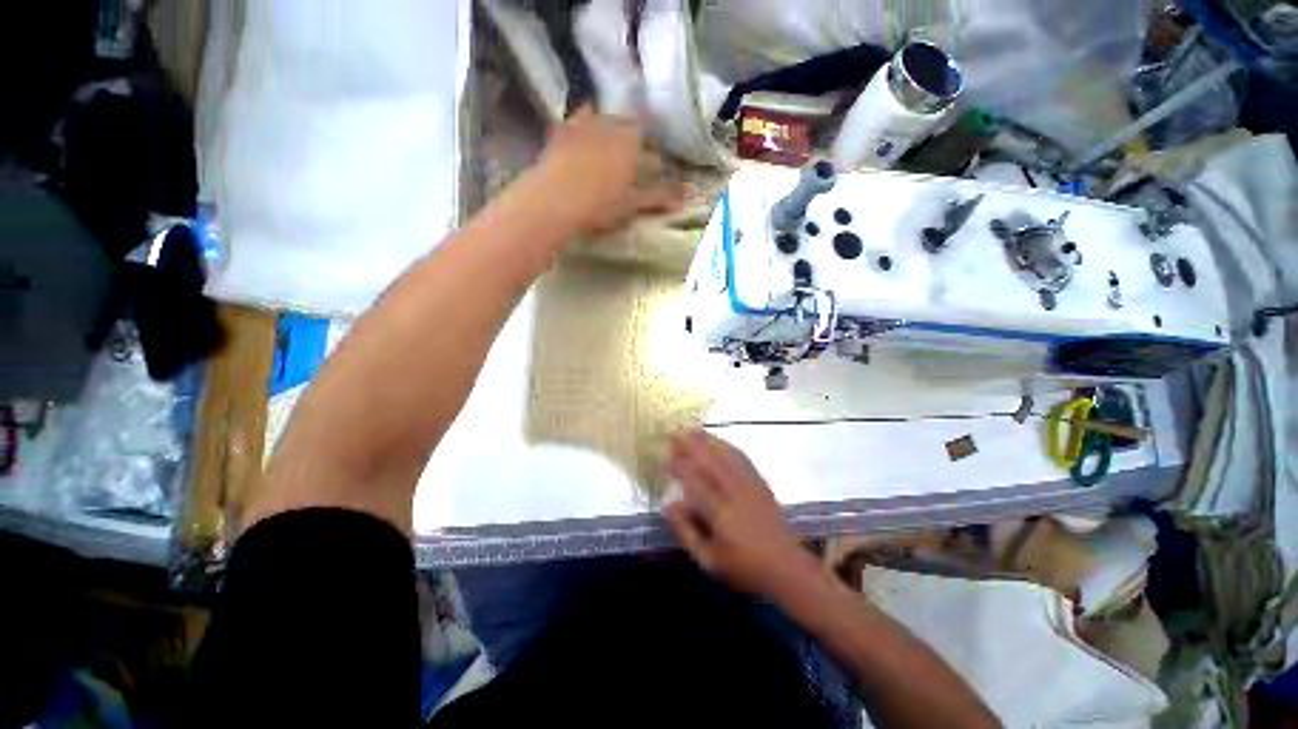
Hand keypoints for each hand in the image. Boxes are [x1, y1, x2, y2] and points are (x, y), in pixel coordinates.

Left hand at [535, 104, 686, 235]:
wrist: (554, 200)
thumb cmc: (599, 203)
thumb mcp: (632, 203)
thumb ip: (660, 196)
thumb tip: (689, 194)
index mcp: (628, 139)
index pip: (646, 123)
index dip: (652, 127)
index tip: (655, 134)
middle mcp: (606, 124)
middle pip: (622, 118)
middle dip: (629, 125)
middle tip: (631, 140)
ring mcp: (579, 125)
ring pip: (596, 114)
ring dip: (604, 120)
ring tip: (605, 132)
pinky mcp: (558, 133)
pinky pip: (572, 122)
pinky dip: (578, 125)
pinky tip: (575, 132)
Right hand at [664, 430, 817, 598]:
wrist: (787, 567)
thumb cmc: (745, 568)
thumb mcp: (709, 561)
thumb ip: (687, 533)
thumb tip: (669, 506)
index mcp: (722, 514)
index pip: (696, 483)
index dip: (681, 468)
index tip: (668, 458)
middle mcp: (736, 494)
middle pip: (711, 463)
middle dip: (692, 446)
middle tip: (676, 435)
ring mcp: (751, 486)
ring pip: (727, 457)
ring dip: (709, 441)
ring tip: (693, 430)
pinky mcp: (761, 484)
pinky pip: (743, 459)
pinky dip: (728, 447)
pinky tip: (719, 442)